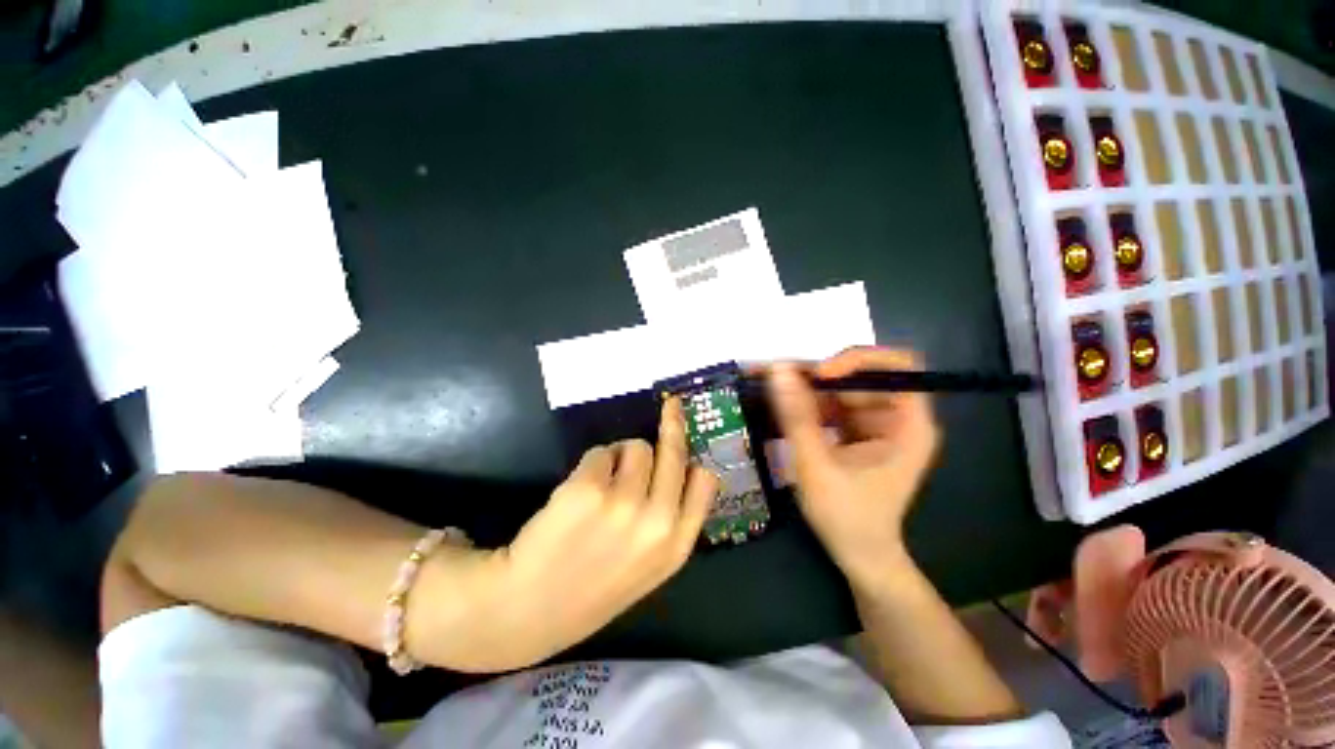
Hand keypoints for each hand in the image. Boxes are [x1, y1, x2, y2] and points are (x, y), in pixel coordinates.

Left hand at [479, 398, 718, 669]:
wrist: (527, 609)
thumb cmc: (593, 585)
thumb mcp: (650, 565)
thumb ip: (671, 521)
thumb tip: (682, 466)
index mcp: (676, 545)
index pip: (705, 481)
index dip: (695, 457)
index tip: (689, 440)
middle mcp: (656, 521)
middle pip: (674, 452)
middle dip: (672, 425)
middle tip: (671, 406)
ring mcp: (622, 503)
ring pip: (637, 447)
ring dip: (622, 455)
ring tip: (604, 483)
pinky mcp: (587, 488)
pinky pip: (601, 452)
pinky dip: (595, 462)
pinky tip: (580, 491)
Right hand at [767, 347, 939, 588]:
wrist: (859, 556)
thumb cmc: (847, 517)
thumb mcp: (816, 465)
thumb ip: (797, 416)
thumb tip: (778, 369)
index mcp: (908, 424)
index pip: (897, 367)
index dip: (858, 360)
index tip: (819, 374)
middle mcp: (897, 416)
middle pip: (861, 375)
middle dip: (819, 375)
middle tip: (778, 377)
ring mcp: (875, 423)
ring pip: (841, 388)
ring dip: (807, 387)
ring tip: (772, 387)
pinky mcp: (857, 431)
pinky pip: (831, 404)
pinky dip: (806, 403)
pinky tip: (783, 406)